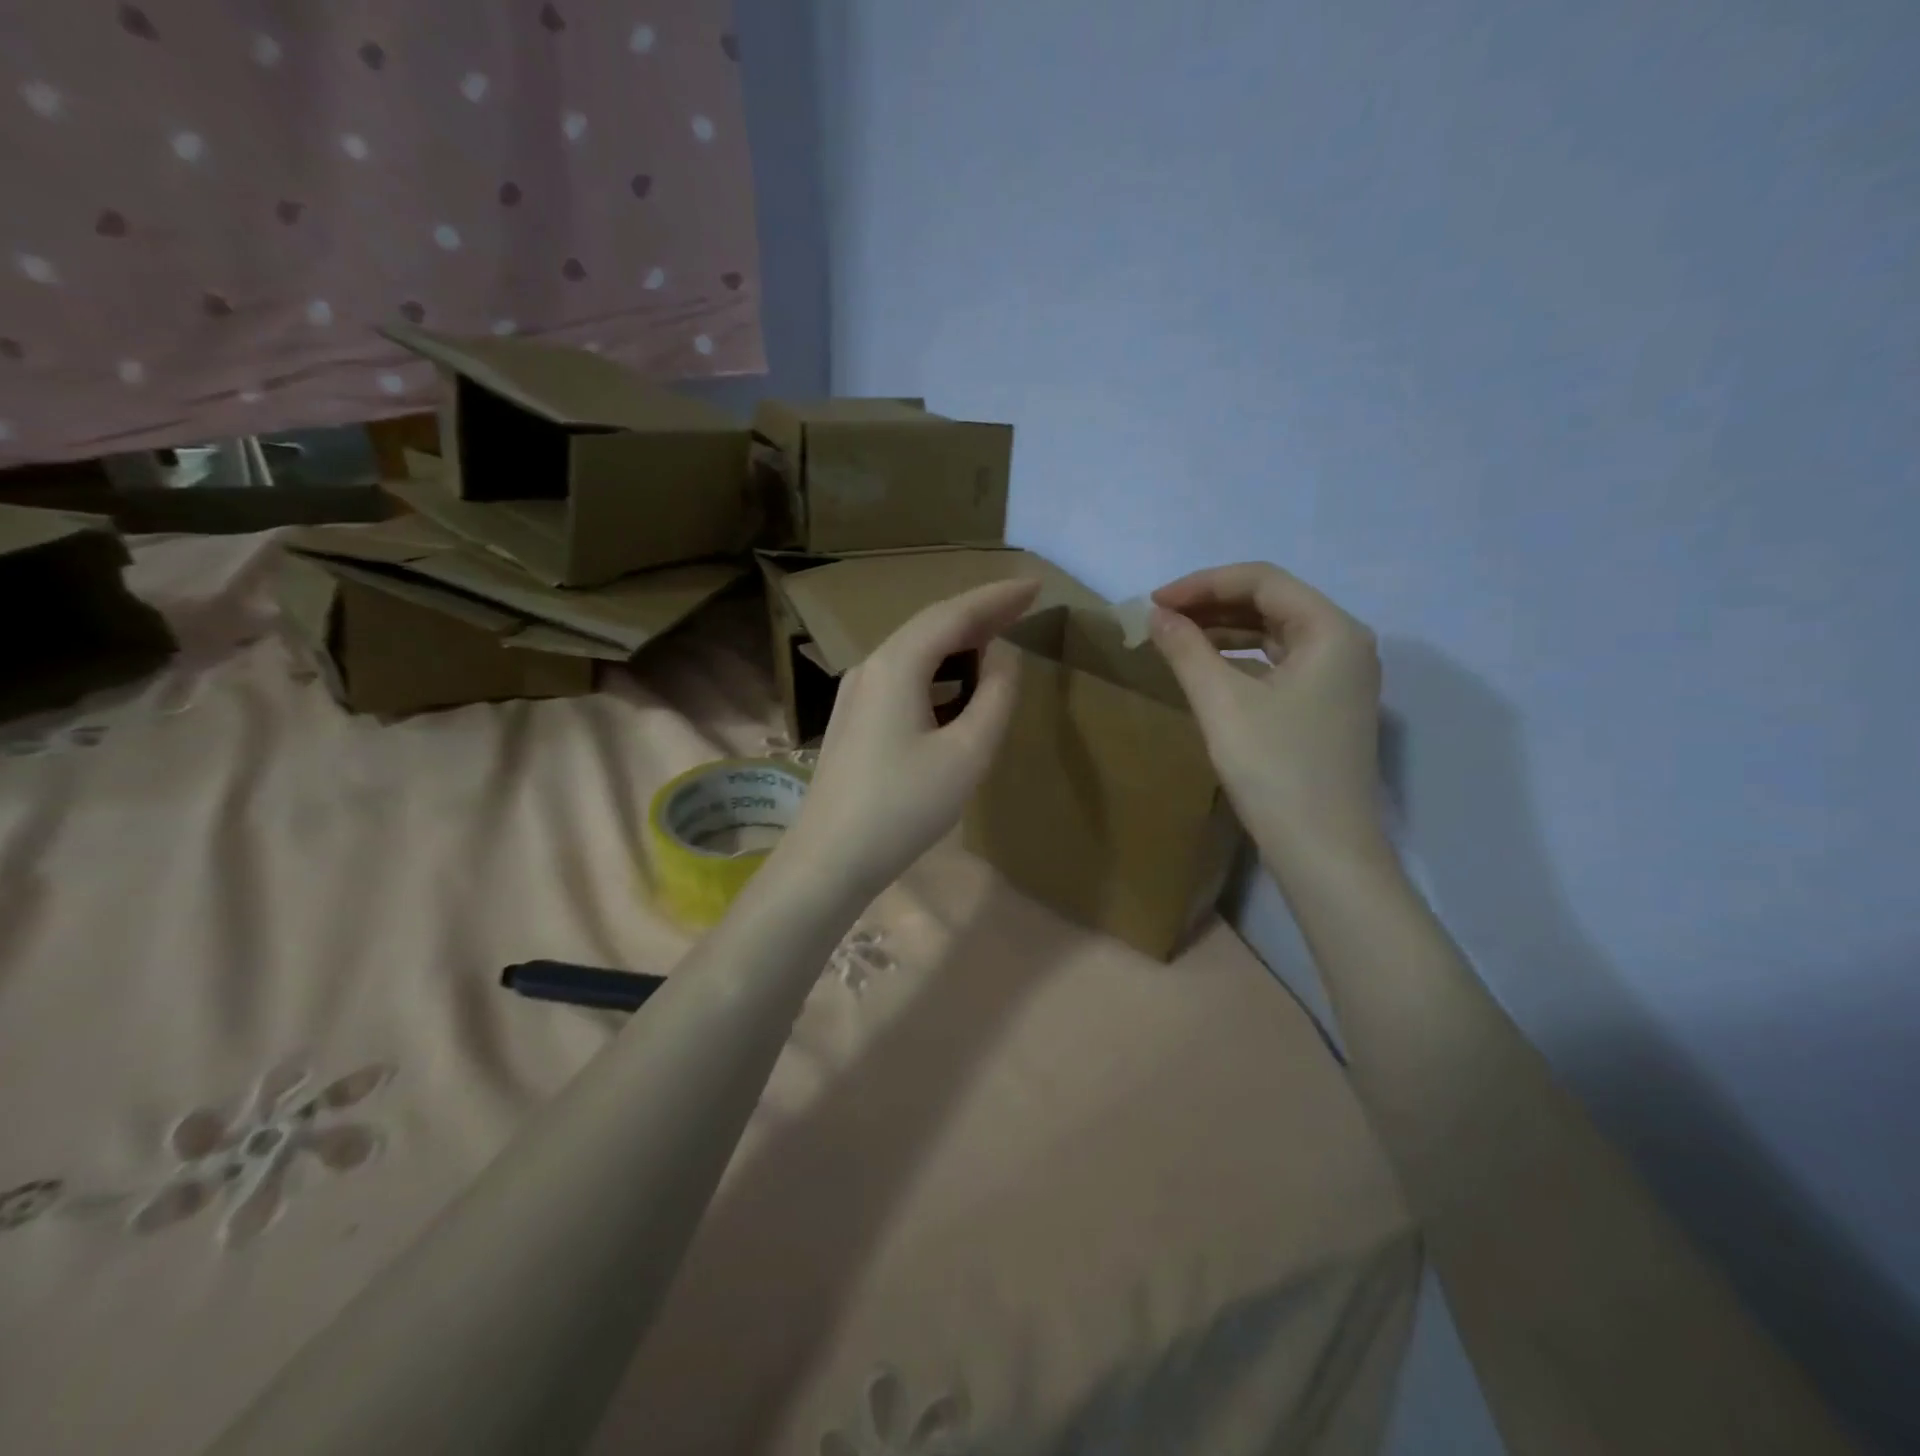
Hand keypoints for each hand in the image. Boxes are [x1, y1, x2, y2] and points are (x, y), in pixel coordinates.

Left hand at [777, 578, 1040, 900]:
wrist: (829, 858)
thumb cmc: (904, 806)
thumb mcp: (966, 753)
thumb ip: (994, 697)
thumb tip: (1003, 656)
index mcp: (896, 665)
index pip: (953, 614)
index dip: (997, 597)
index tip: (1036, 586)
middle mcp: (870, 667)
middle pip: (930, 627)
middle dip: (979, 615)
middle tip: (1024, 607)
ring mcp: (855, 694)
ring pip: (914, 652)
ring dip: (957, 644)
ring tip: (997, 642)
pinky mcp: (853, 720)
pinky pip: (902, 678)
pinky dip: (937, 672)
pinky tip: (955, 688)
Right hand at [1148, 562, 1387, 877]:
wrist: (1322, 850)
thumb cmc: (1274, 769)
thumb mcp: (1221, 703)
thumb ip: (1186, 649)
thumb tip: (1158, 615)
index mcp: (1332, 630)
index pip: (1261, 581)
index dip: (1202, 583)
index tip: (1155, 602)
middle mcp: (1346, 643)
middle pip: (1272, 602)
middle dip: (1212, 604)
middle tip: (1161, 619)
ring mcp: (1341, 677)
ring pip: (1275, 633)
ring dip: (1225, 630)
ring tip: (1176, 640)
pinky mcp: (1328, 706)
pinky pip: (1281, 663)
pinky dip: (1241, 659)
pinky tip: (1208, 670)